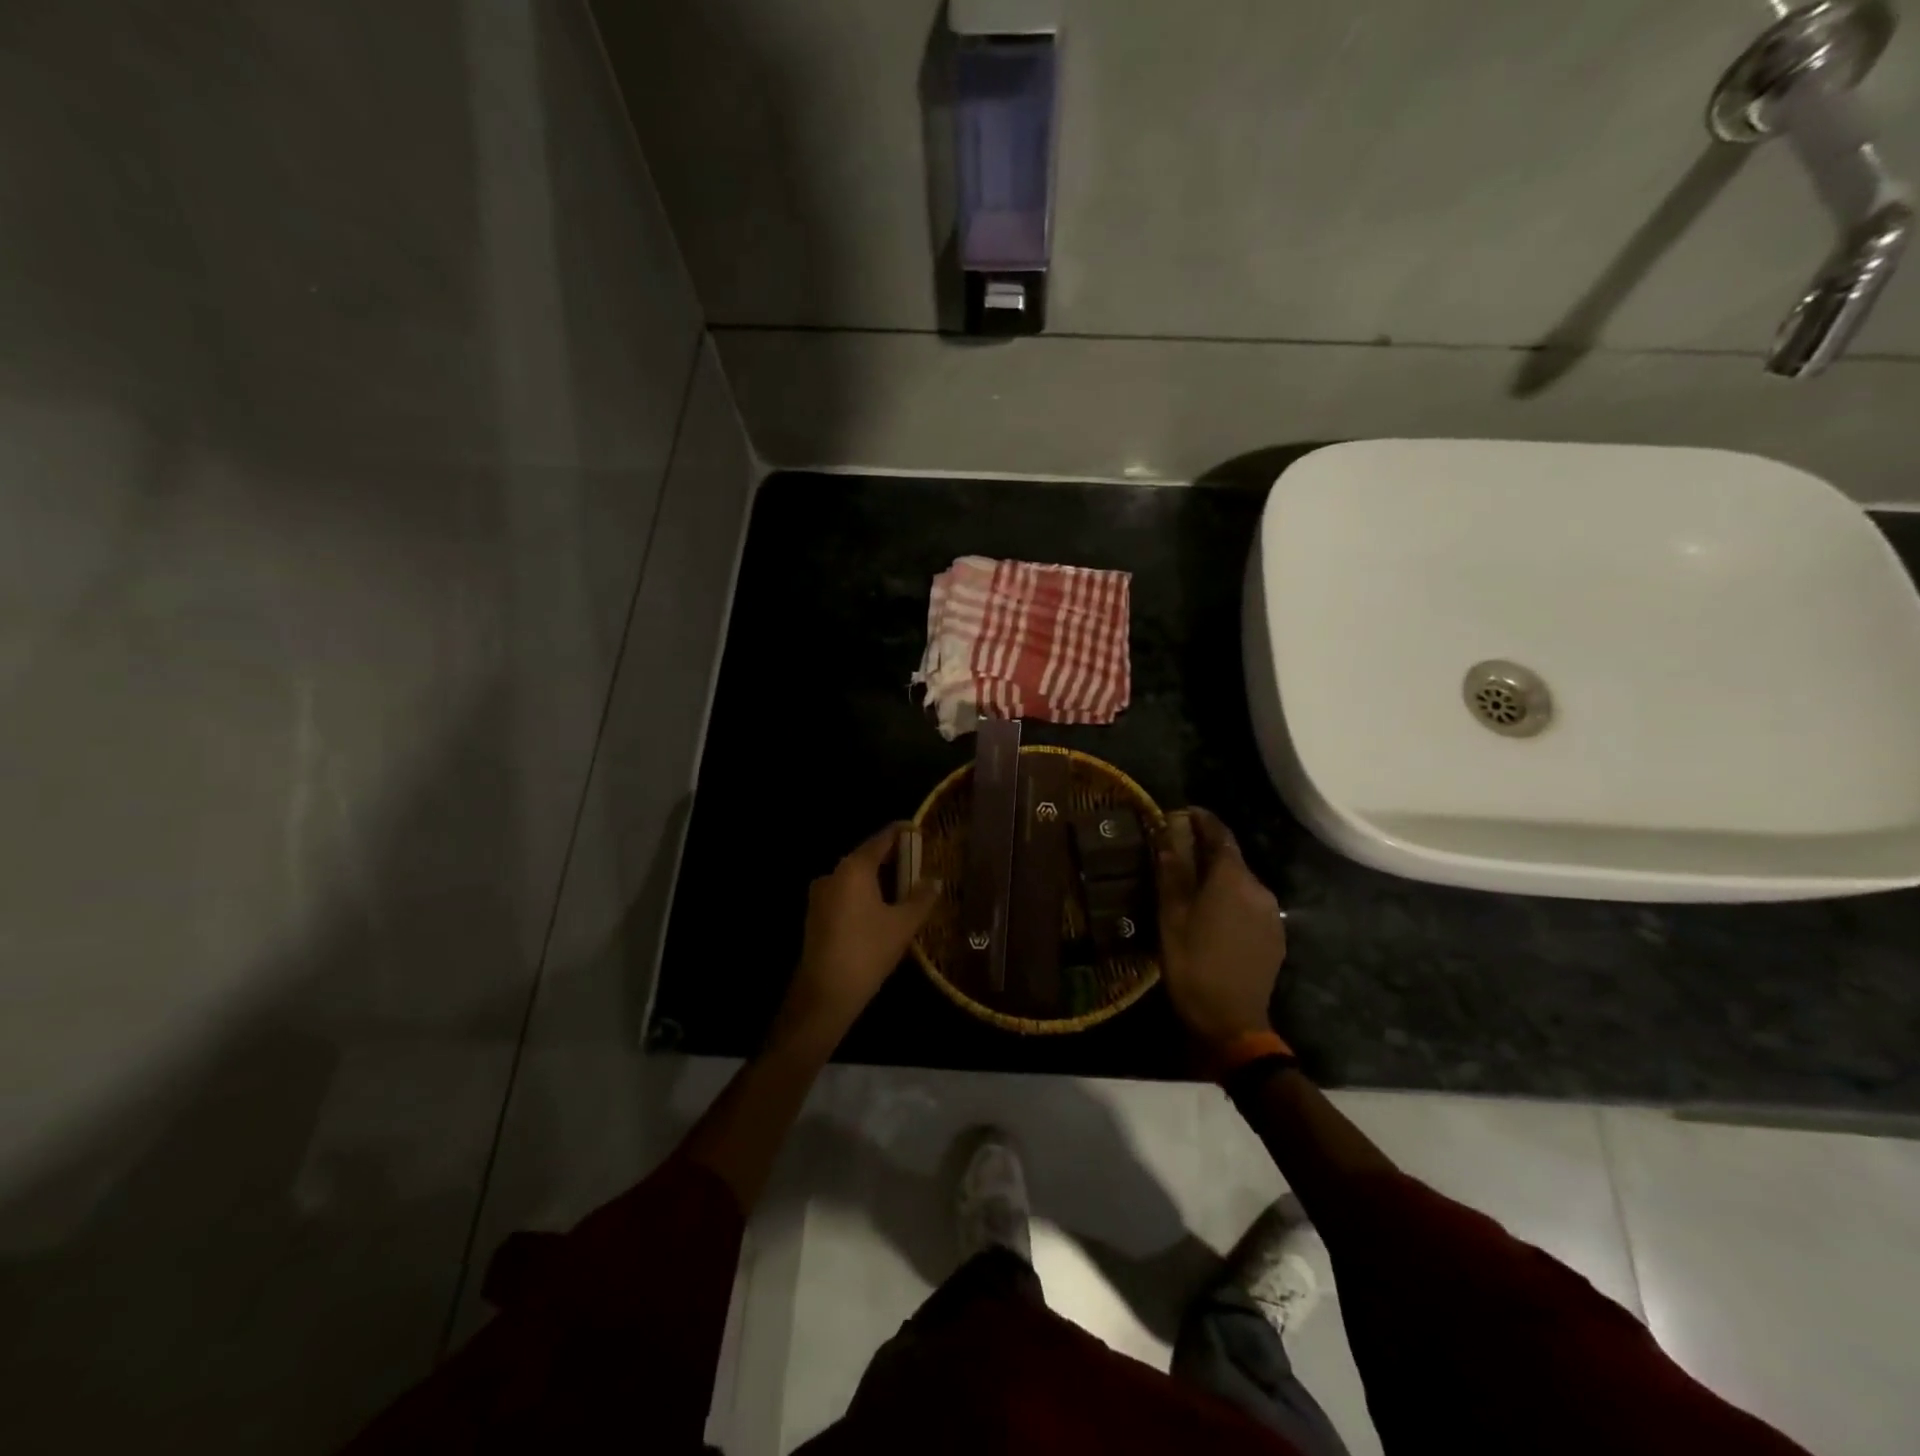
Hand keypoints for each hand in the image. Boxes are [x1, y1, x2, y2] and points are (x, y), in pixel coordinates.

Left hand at [772, 823, 941, 1055]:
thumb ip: (921, 898)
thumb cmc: (868, 951)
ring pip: (855, 877)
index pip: (881, 839)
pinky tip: (882, 910)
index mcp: (854, 868)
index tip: (918, 830)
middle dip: (892, 858)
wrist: (825, 993)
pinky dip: (864, 894)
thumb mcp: (903, 925)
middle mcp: (833, 874)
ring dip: (878, 879)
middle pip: (866, 857)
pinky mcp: (816, 915)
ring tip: (904, 888)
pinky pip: (845, 894)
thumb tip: (935, 881)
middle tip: (918, 863)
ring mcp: (820, 895)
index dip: (901, 833)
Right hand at [1155, 807, 1285, 1055]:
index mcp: (1232, 879)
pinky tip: (1213, 914)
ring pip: (1241, 882)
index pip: (1219, 834)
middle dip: (1206, 850)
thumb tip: (1169, 834)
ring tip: (1192, 885)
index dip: (1201, 819)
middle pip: (1231, 858)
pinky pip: (1251, 904)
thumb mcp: (1172, 916)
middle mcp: (1258, 888)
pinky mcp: (1275, 935)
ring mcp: (1272, 913)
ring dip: (1219, 876)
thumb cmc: (1193, 964)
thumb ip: (1173, 871)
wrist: (1232, 1022)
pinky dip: (1231, 898)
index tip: (1182, 812)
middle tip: (1178, 852)